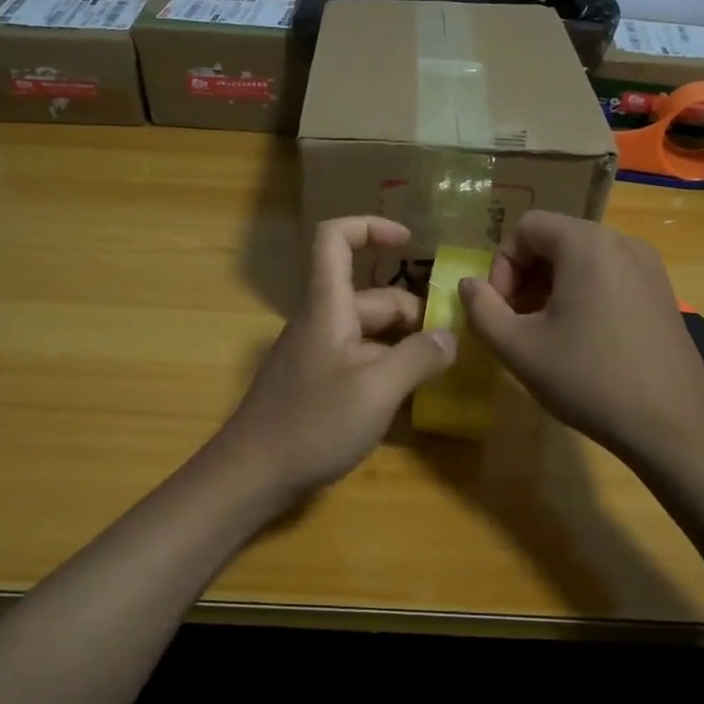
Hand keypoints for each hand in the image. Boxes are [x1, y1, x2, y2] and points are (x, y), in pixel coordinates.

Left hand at [216, 217, 455, 501]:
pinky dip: (386, 372)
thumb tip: (449, 338)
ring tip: (440, 374)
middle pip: (371, 297)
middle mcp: (321, 323)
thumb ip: (418, 358)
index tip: (411, 242)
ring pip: (370, 334)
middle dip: (414, 314)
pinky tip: (410, 402)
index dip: (371, 228)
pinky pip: (359, 363)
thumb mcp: (376, 390)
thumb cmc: (312, 424)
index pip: (335, 239)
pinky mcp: (316, 385)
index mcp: (327, 307)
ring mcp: (317, 356)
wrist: (251, 475)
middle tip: (452, 347)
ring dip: (404, 347)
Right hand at [457, 211, 703, 459]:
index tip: (502, 310)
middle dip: (526, 275)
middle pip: (555, 238)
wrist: (672, 425)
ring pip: (582, 258)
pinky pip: (609, 274)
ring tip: (547, 331)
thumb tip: (467, 285)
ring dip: (553, 285)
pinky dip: (584, 293)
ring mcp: (649, 265)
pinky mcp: (662, 291)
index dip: (501, 265)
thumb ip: (482, 310)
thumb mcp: (518, 349)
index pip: (526, 228)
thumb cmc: (588, 379)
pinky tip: (584, 338)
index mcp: (586, 244)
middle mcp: (621, 241)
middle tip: (518, 321)